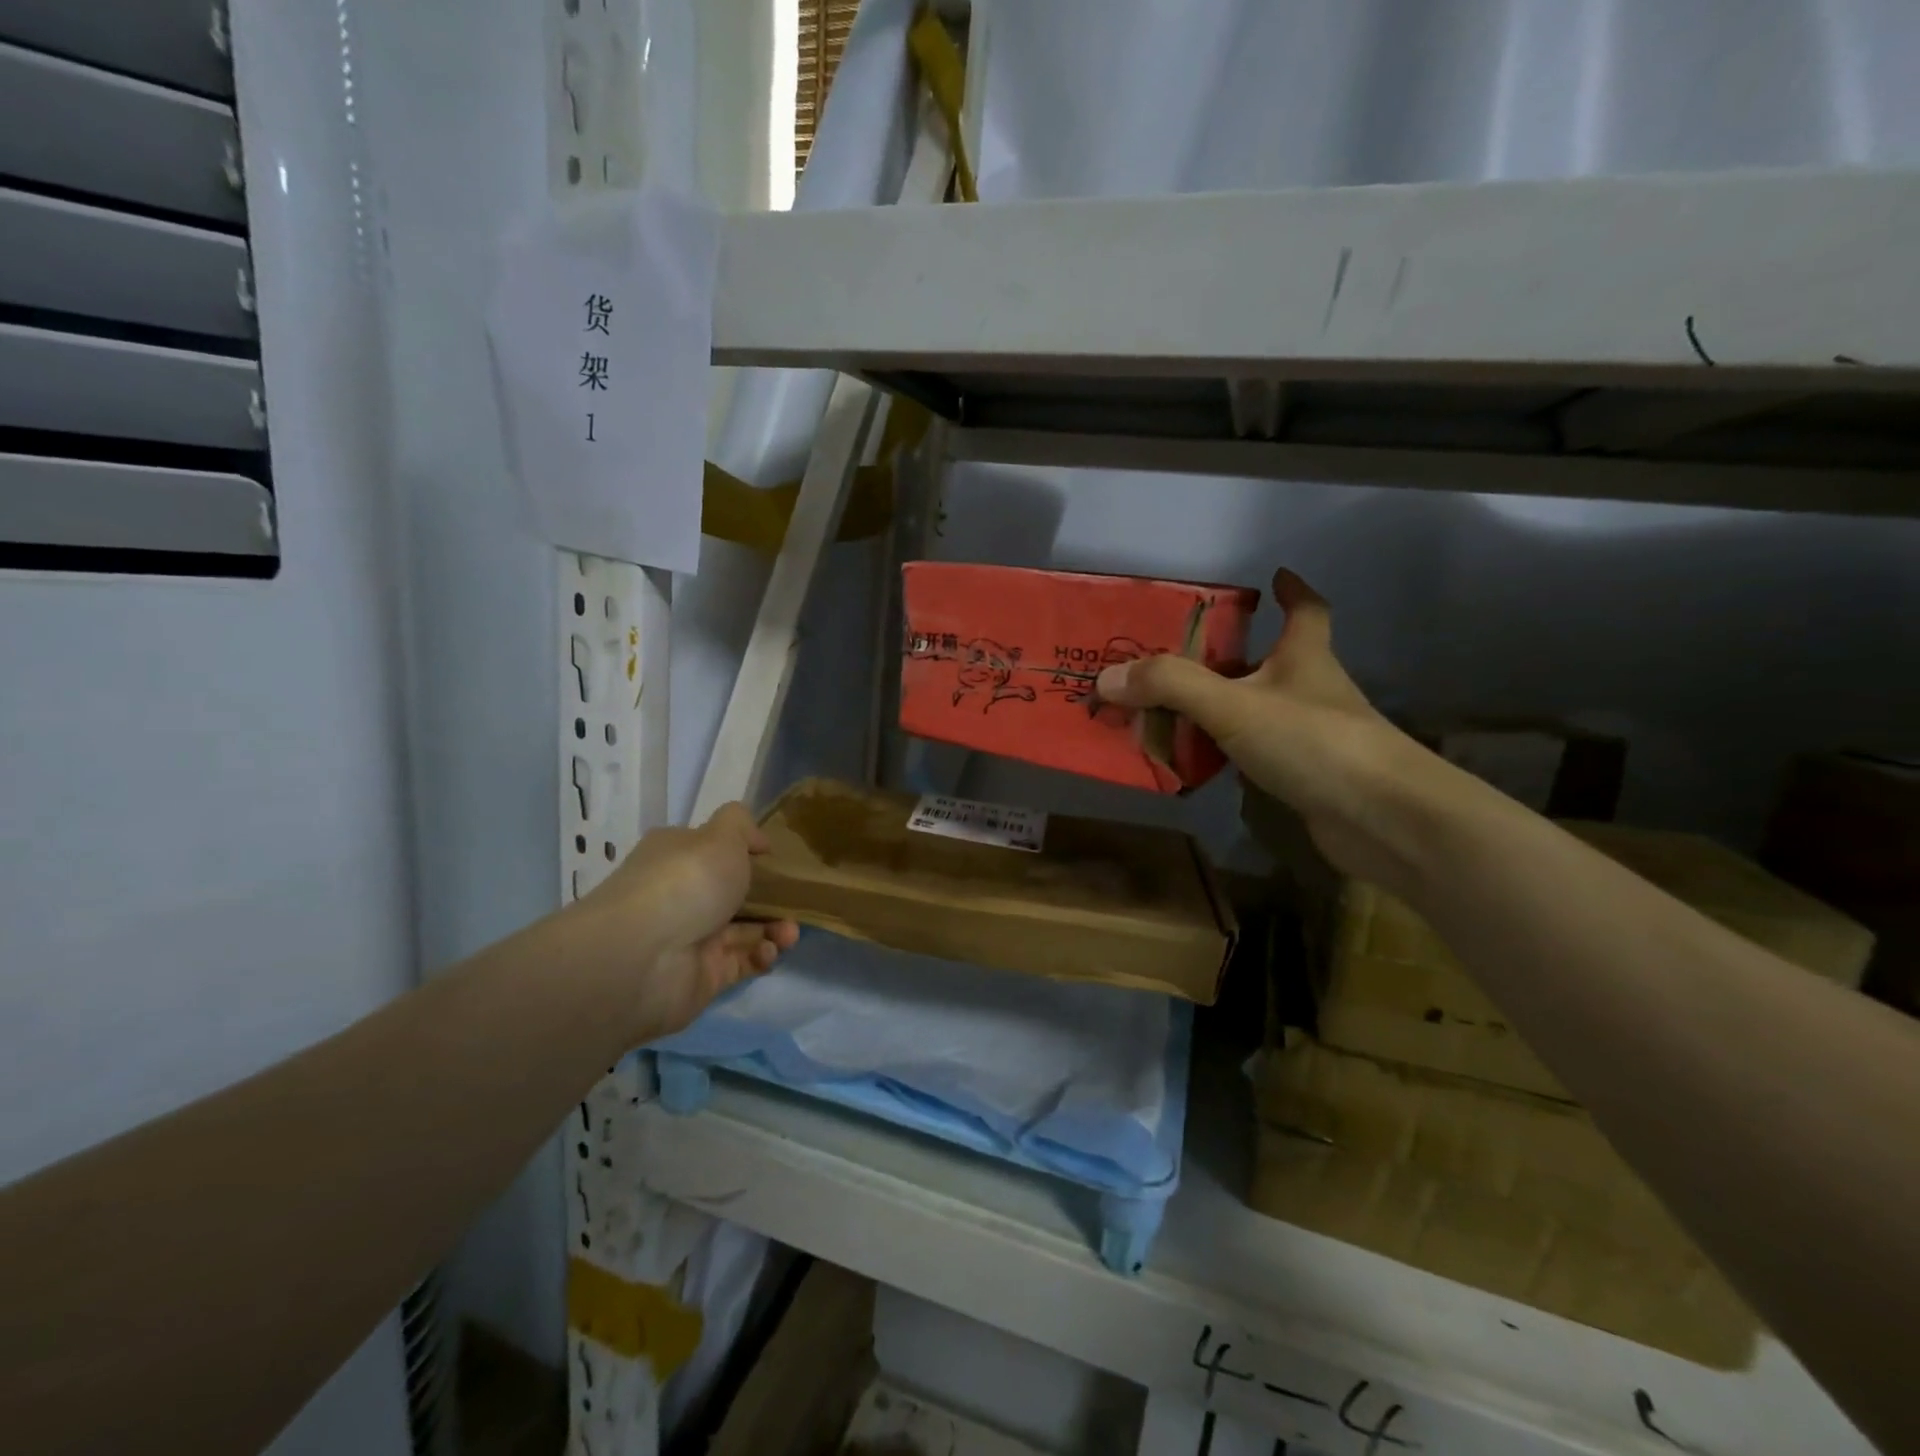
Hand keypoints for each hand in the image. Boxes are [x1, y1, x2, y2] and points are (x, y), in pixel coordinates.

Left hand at [577, 802, 798, 1041]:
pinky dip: (761, 956)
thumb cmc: (687, 882)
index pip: (714, 851)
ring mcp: (692, 938)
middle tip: (797, 901)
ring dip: (774, 929)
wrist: (642, 958)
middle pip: (735, 894)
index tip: (775, 859)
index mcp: (678, 857)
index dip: (746, 853)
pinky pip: (742, 963)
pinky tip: (768, 951)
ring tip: (789, 934)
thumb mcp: (721, 835)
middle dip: (771, 897)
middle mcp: (682, 896)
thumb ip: (742, 825)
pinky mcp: (704, 977)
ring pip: (745, 930)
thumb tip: (756, 842)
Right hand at [1096, 569, 1447, 890]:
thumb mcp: (1232, 704)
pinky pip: (1254, 754)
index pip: (1306, 609)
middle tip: (1176, 658)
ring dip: (1220, 709)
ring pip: (1257, 711)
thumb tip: (1106, 678)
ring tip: (1167, 711)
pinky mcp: (1305, 776)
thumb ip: (1169, 687)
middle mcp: (1310, 690)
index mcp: (1303, 656)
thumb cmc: (1311, 741)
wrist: (1380, 819)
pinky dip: (1226, 754)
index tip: (1274, 575)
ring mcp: (1312, 735)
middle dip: (1228, 657)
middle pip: (1270, 662)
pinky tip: (1195, 763)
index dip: (1291, 590)